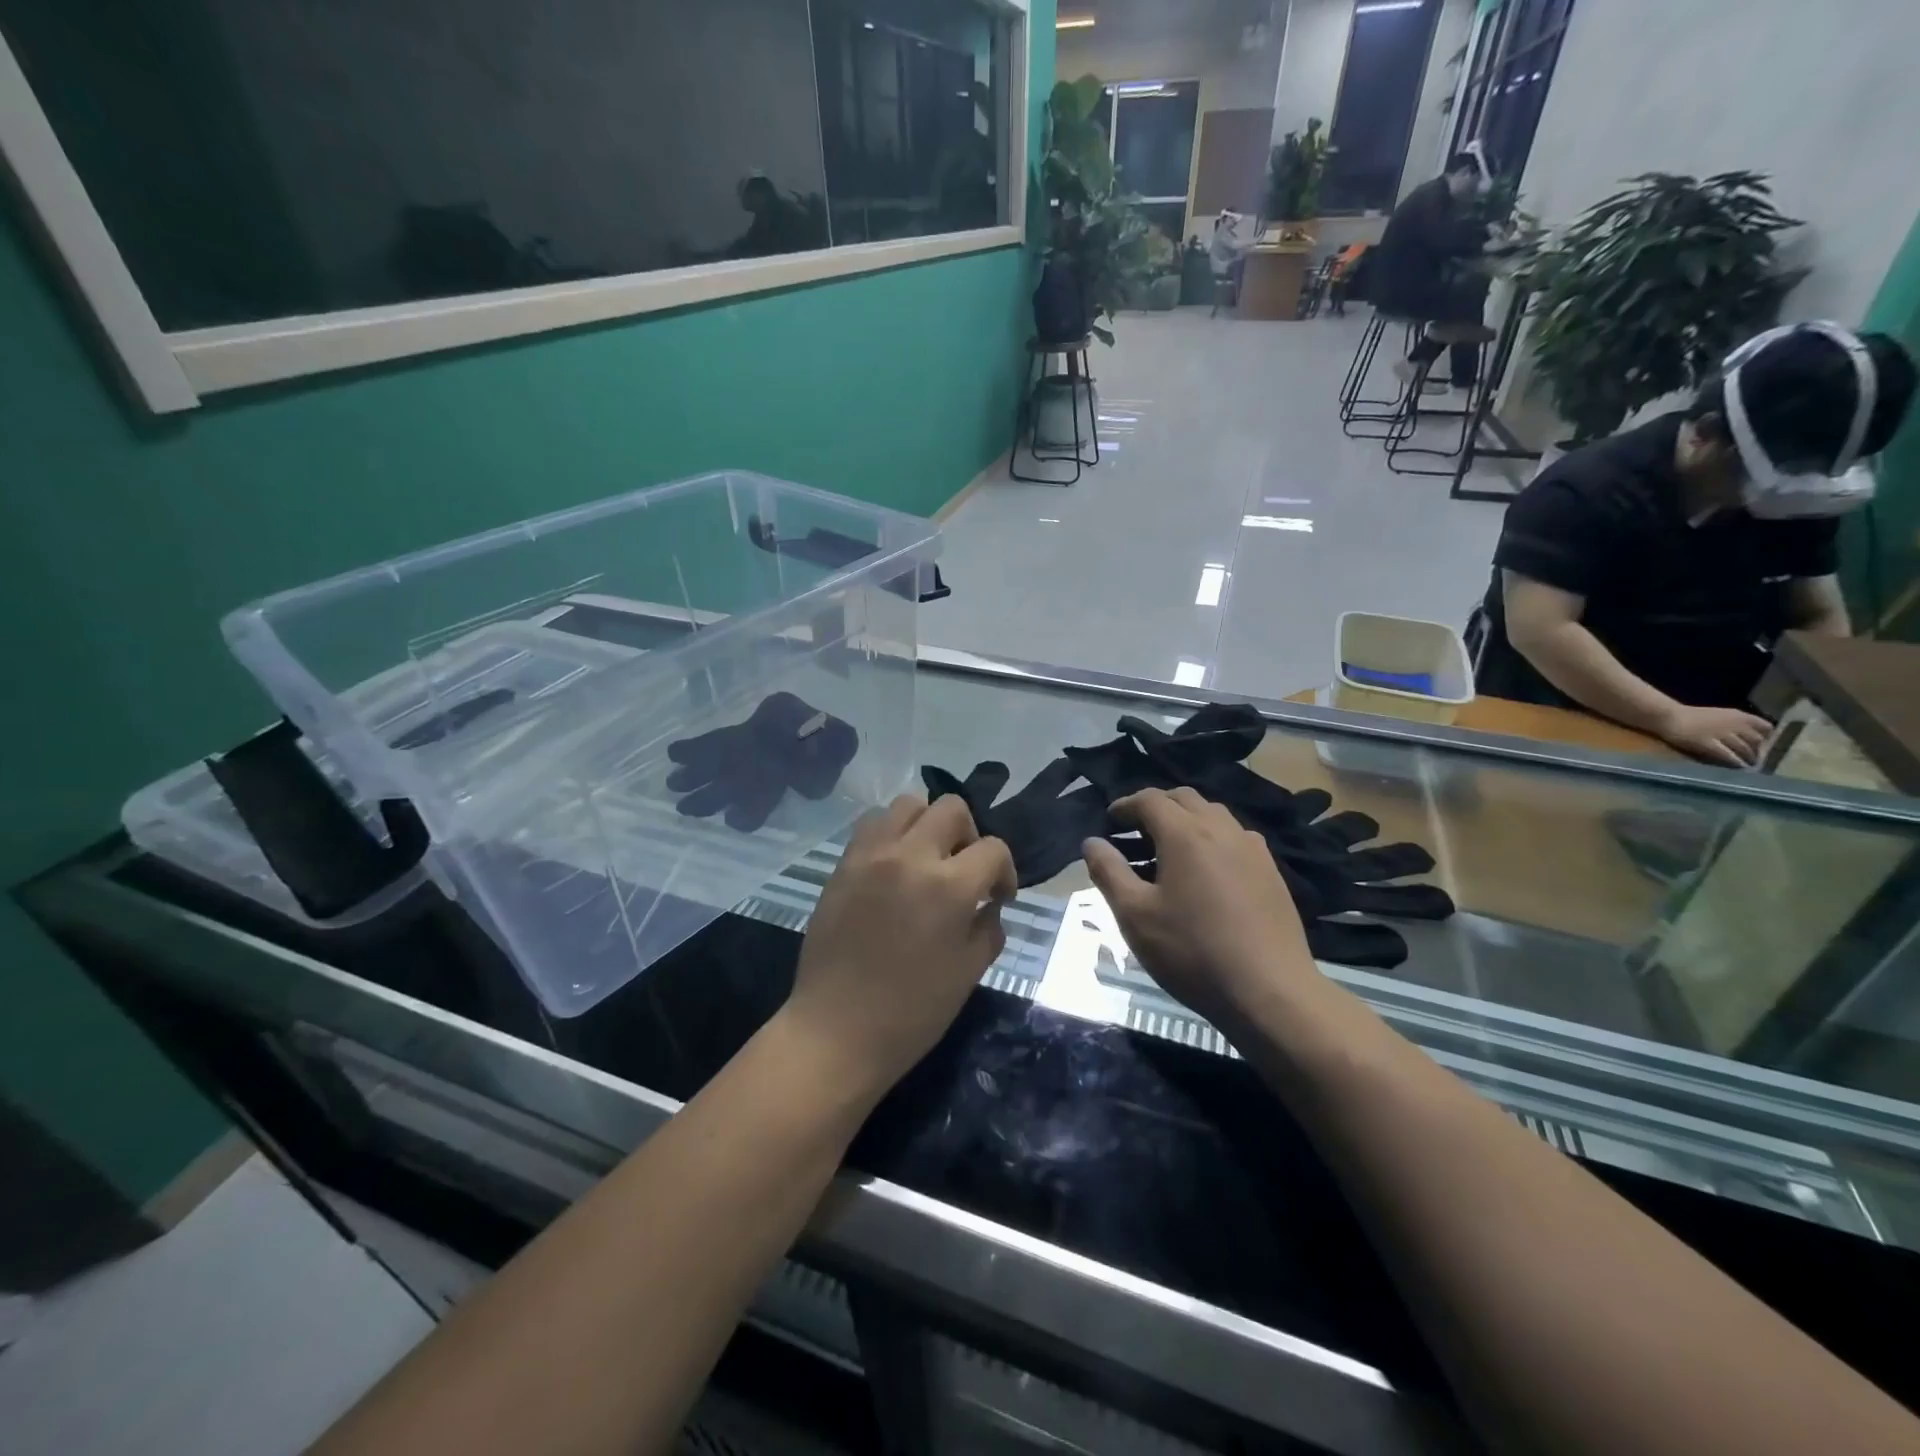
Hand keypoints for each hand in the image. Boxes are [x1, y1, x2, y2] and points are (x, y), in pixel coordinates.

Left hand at [779, 795, 1014, 1101]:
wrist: (836, 1030)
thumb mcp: (968, 973)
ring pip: (908, 804)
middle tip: (963, 869)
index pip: (993, 849)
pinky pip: (872, 824)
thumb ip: (988, 928)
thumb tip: (989, 905)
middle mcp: (910, 857)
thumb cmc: (911, 1012)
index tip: (998, 896)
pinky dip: (891, 833)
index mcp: (949, 887)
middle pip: (952, 808)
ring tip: (926, 859)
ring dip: (927, 824)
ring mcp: (871, 856)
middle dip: (969, 834)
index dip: (1005, 871)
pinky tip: (894, 867)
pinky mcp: (843, 864)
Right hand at [1082, 787, 1321, 1032]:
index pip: (1149, 799)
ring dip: (1186, 820)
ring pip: (1213, 815)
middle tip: (1134, 831)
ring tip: (1167, 850)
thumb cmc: (1192, 951)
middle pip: (1184, 799)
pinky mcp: (1271, 872)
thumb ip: (1109, 872)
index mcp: (1185, 834)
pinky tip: (1205, 872)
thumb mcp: (1135, 915)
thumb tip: (1092, 842)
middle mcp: (1221, 829)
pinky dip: (1211, 838)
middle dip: (1156, 806)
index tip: (1109, 820)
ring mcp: (1252, 849)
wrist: (1270, 992)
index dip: (1125, 805)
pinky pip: (1235, 837)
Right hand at [1657, 704, 1772, 766]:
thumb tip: (1748, 736)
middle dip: (1757, 751)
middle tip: (1754, 760)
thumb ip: (1735, 724)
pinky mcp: (1708, 744)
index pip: (1766, 727)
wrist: (1667, 716)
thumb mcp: (1719, 715)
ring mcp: (1722, 734)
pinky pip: (1727, 755)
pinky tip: (1737, 768)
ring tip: (1747, 766)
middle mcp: (1735, 724)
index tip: (1763, 744)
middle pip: (1757, 741)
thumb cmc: (1691, 716)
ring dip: (1748, 759)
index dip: (1767, 737)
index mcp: (1739, 715)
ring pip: (1744, 749)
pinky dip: (1735, 762)